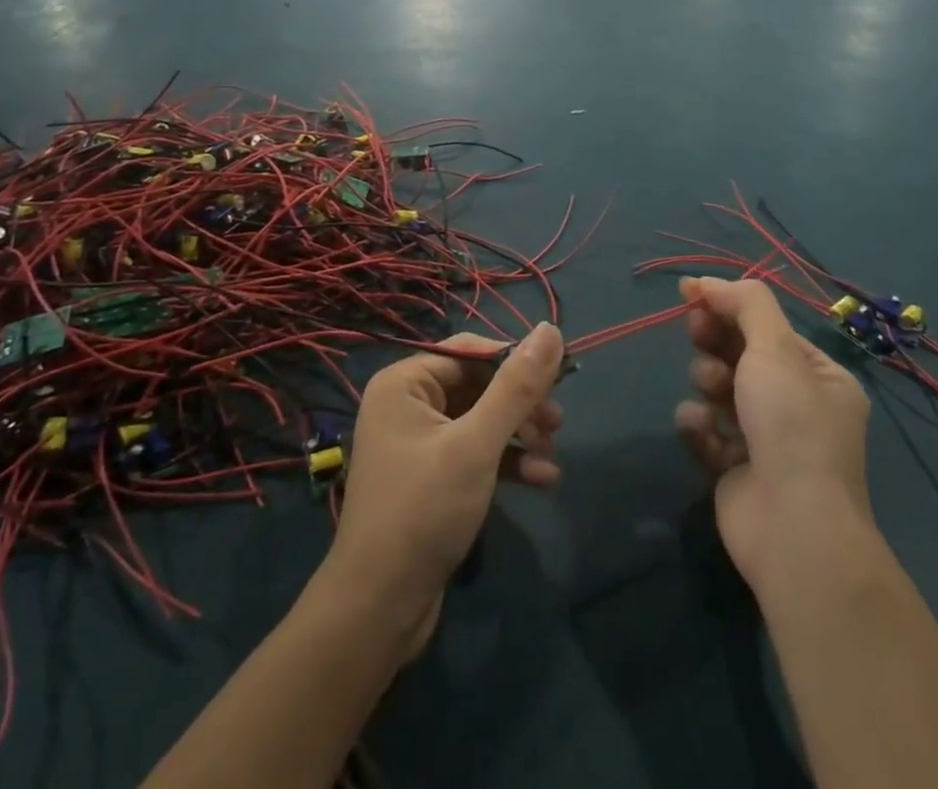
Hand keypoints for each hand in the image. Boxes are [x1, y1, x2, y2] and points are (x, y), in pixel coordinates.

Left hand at [324, 324, 565, 654]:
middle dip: (520, 405)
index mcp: (405, 383)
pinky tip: (542, 480)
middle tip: (557, 424)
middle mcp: (407, 404)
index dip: (514, 360)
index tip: (559, 378)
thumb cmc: (424, 512)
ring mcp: (418, 443)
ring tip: (553, 454)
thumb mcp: (477, 445)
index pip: (469, 351)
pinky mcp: (431, 478)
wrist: (378, 609)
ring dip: (519, 435)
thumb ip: (516, 387)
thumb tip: (550, 329)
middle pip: (477, 386)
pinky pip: (474, 453)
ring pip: (481, 421)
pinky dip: (506, 462)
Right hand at [674, 278, 875, 595]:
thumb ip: (744, 304)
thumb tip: (706, 282)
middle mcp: (798, 407)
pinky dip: (700, 424)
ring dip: (708, 382)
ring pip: (720, 390)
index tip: (691, 294)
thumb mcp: (775, 348)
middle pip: (741, 355)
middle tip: (695, 331)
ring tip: (710, 392)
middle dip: (715, 342)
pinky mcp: (736, 469)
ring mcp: (767, 441)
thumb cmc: (791, 426)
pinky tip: (700, 427)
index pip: (768, 329)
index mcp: (821, 378)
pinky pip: (708, 430)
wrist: (792, 529)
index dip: (729, 307)